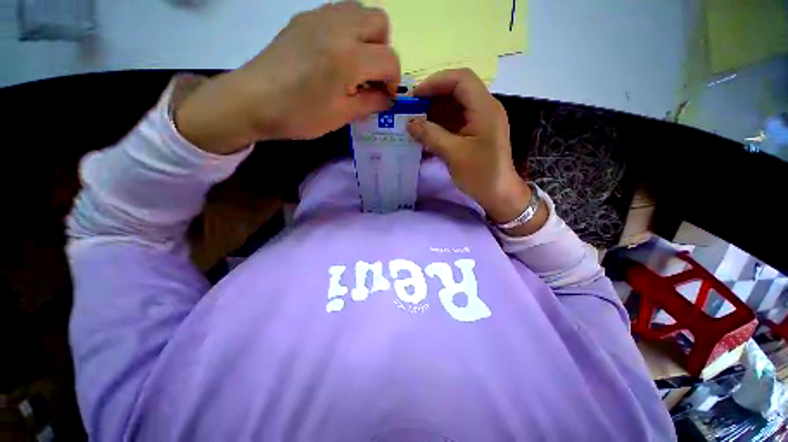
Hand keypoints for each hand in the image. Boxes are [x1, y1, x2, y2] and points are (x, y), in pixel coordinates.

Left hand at [175, 1, 399, 153]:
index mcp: (349, 57)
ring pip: (360, 11)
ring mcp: (319, 16)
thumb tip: (386, 98)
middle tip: (371, 75)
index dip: (393, 80)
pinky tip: (335, 53)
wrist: (252, 100)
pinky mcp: (304, 17)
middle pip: (380, 22)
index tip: (386, 95)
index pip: (389, 59)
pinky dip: (347, 30)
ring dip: (367, 36)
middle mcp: (338, 27)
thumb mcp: (341, 116)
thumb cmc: (299, 114)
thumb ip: (370, 103)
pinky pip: (338, 12)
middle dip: (383, 50)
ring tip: (355, 63)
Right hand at [407, 69, 539, 227]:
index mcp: (484, 108)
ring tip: (414, 123)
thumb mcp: (454, 154)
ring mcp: (480, 121)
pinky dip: (439, 125)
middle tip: (411, 111)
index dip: (435, 82)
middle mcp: (484, 108)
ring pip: (454, 106)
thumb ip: (430, 135)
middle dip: (432, 98)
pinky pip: (455, 121)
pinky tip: (425, 134)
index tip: (414, 96)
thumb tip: (409, 123)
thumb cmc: (480, 174)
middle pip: (456, 90)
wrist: (499, 194)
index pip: (460, 79)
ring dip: (433, 113)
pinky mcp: (475, 133)